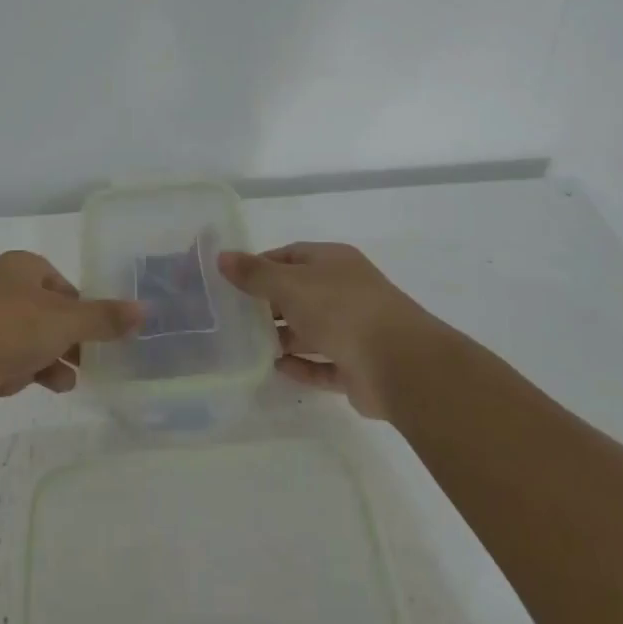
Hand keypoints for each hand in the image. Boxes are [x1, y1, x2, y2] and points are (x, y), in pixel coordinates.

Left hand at [0, 251, 140, 423]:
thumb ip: (104, 318)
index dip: (82, 308)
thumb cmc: (9, 329)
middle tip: (90, 360)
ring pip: (27, 340)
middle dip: (68, 339)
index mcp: (20, 268)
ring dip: (50, 360)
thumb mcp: (65, 321)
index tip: (98, 333)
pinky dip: (24, 373)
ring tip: (68, 382)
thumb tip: (144, 309)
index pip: (62, 284)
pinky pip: (6, 361)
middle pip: (45, 314)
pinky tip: (38, 388)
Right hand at [218, 242, 444, 418]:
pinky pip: (322, 363)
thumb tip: (222, 257)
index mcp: (333, 262)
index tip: (231, 281)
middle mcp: (344, 291)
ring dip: (283, 336)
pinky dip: (301, 365)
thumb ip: (255, 274)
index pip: (290, 255)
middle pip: (299, 293)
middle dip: (268, 304)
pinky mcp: (357, 366)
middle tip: (233, 317)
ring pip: (311, 330)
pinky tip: (275, 368)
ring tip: (247, 345)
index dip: (260, 265)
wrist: (400, 364)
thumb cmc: (341, 310)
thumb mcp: (290, 284)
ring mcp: (354, 329)